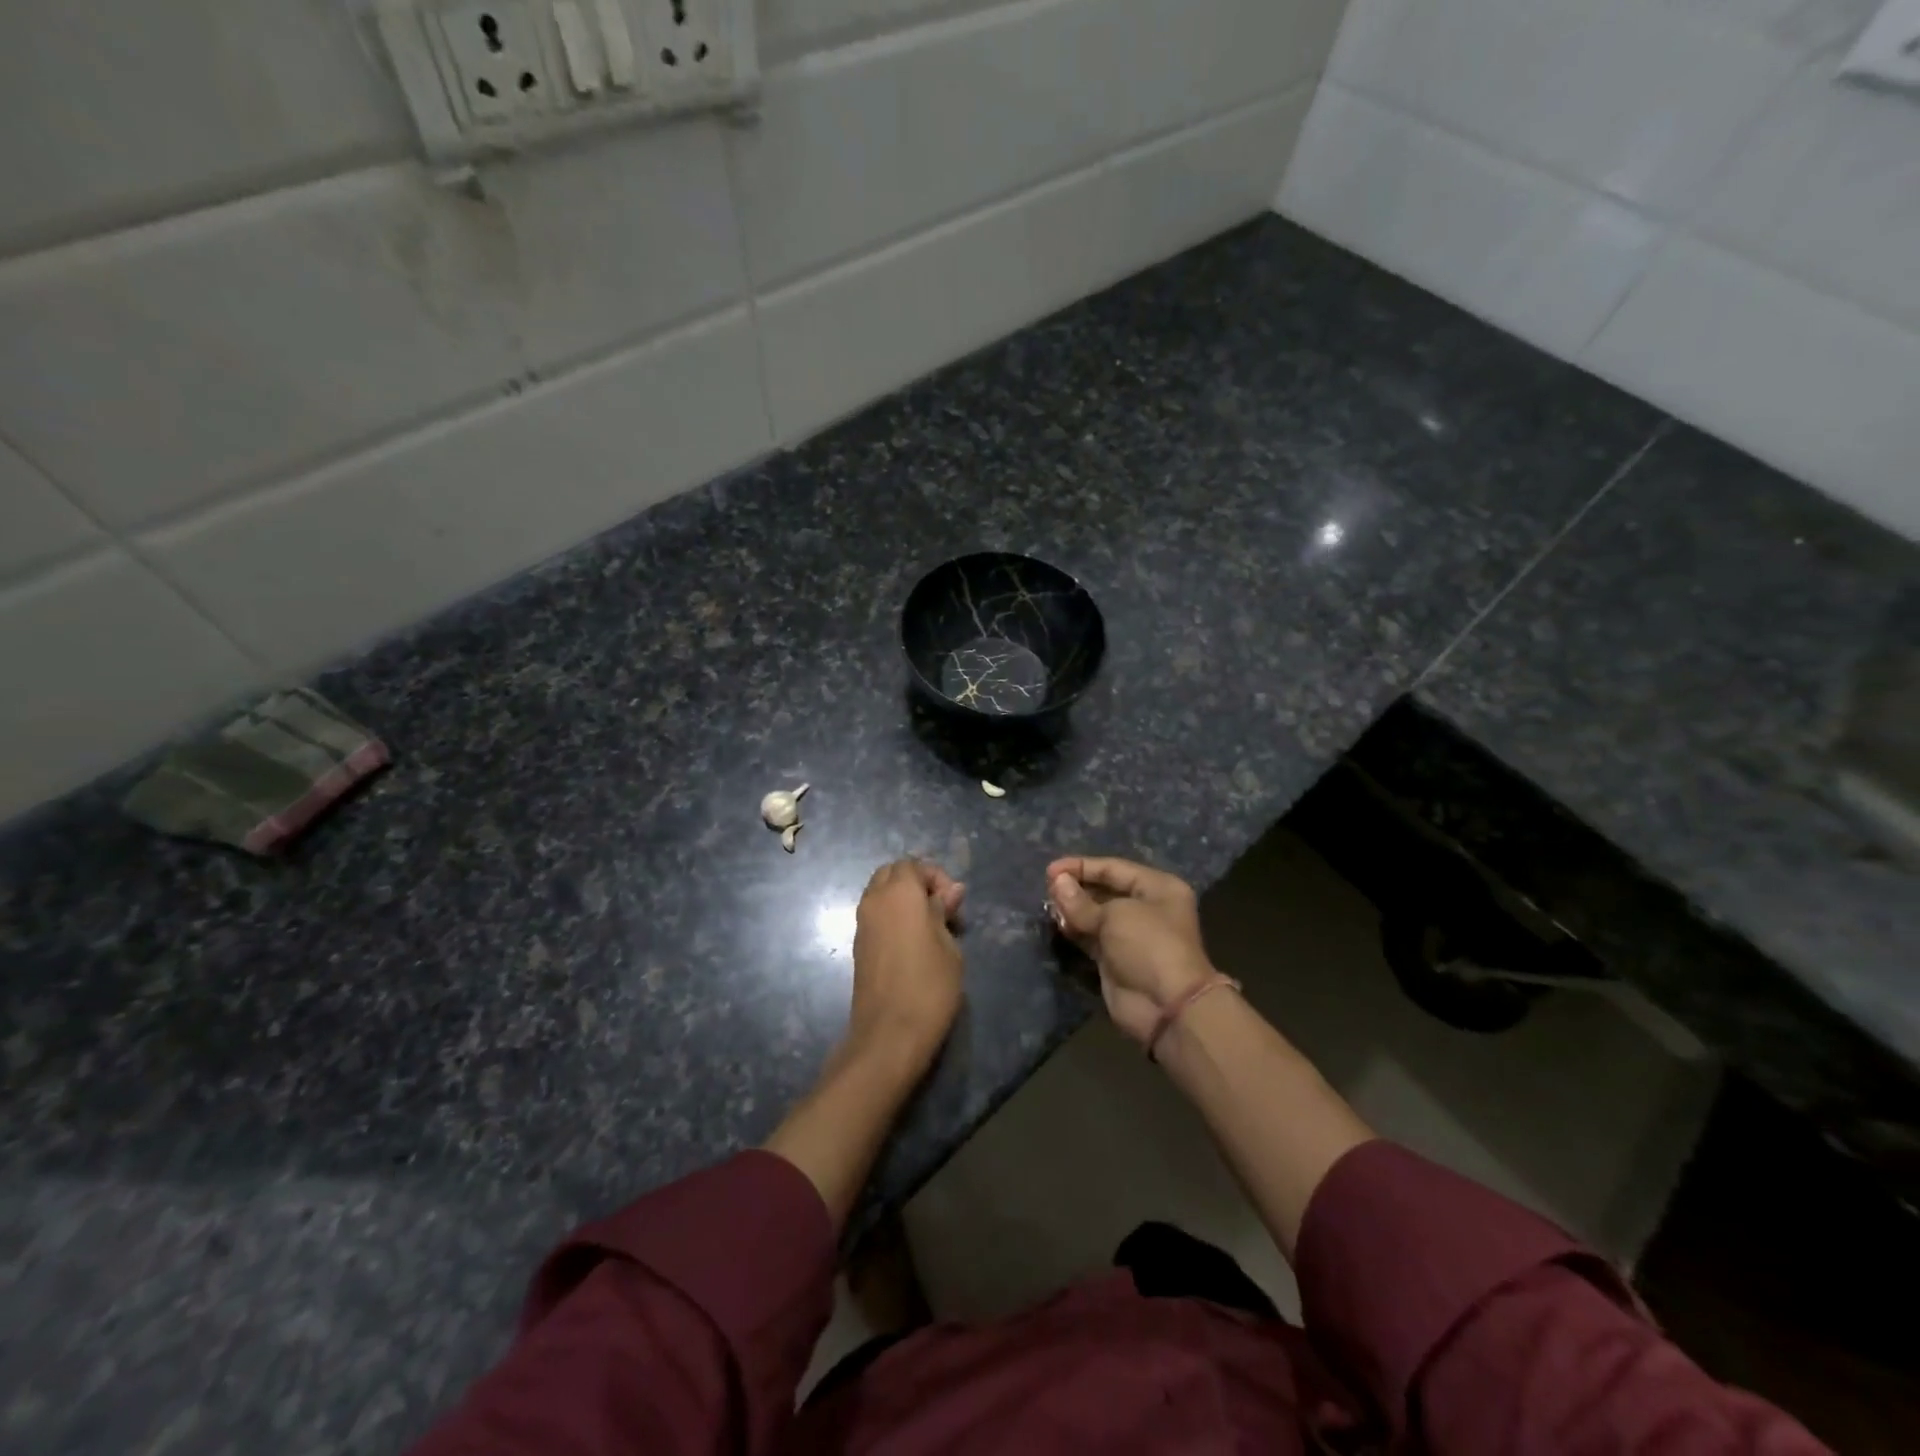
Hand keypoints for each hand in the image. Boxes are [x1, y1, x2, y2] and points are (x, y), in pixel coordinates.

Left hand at [848, 859, 966, 1068]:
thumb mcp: (949, 945)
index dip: (936, 877)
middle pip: (892, 874)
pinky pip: (876, 915)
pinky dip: (893, 918)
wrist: (889, 1033)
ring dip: (904, 901)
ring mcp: (862, 923)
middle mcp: (874, 900)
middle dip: (917, 884)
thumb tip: (951, 891)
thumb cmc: (929, 985)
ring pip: (881, 894)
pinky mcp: (858, 945)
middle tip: (942, 910)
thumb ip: (944, 911)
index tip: (954, 904)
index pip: (913, 865)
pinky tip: (913, 943)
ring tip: (930, 928)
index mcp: (899, 892)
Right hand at [1047, 856, 1214, 1046]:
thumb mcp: (1115, 916)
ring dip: (1072, 909)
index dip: (1081, 866)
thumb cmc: (1148, 946)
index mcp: (1157, 888)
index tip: (1050, 870)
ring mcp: (1130, 935)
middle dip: (1076, 888)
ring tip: (1047, 905)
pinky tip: (1057, 923)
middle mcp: (1146, 908)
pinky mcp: (1115, 959)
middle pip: (1104, 890)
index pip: (1114, 868)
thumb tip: (1057, 882)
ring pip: (1095, 914)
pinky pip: (1091, 937)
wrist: (1167, 1007)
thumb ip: (1081, 901)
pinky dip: (1074, 930)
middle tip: (1047, 888)